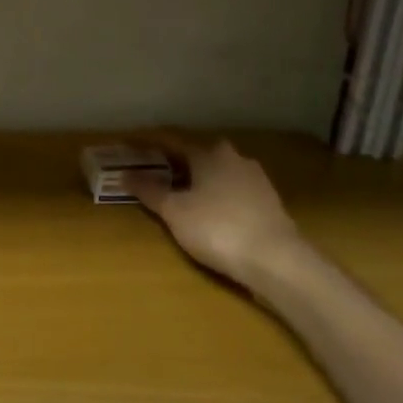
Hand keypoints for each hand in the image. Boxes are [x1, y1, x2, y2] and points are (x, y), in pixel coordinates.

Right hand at [128, 137, 308, 296]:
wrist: (277, 260)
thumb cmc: (217, 228)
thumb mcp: (174, 212)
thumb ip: (150, 191)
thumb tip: (125, 174)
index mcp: (208, 154)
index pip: (172, 143)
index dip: (149, 145)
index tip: (131, 147)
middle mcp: (234, 158)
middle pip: (197, 155)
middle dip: (176, 162)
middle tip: (156, 173)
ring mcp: (256, 179)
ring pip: (218, 172)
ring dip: (199, 179)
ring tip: (181, 194)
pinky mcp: (269, 201)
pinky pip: (234, 190)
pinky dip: (218, 195)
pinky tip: (211, 211)